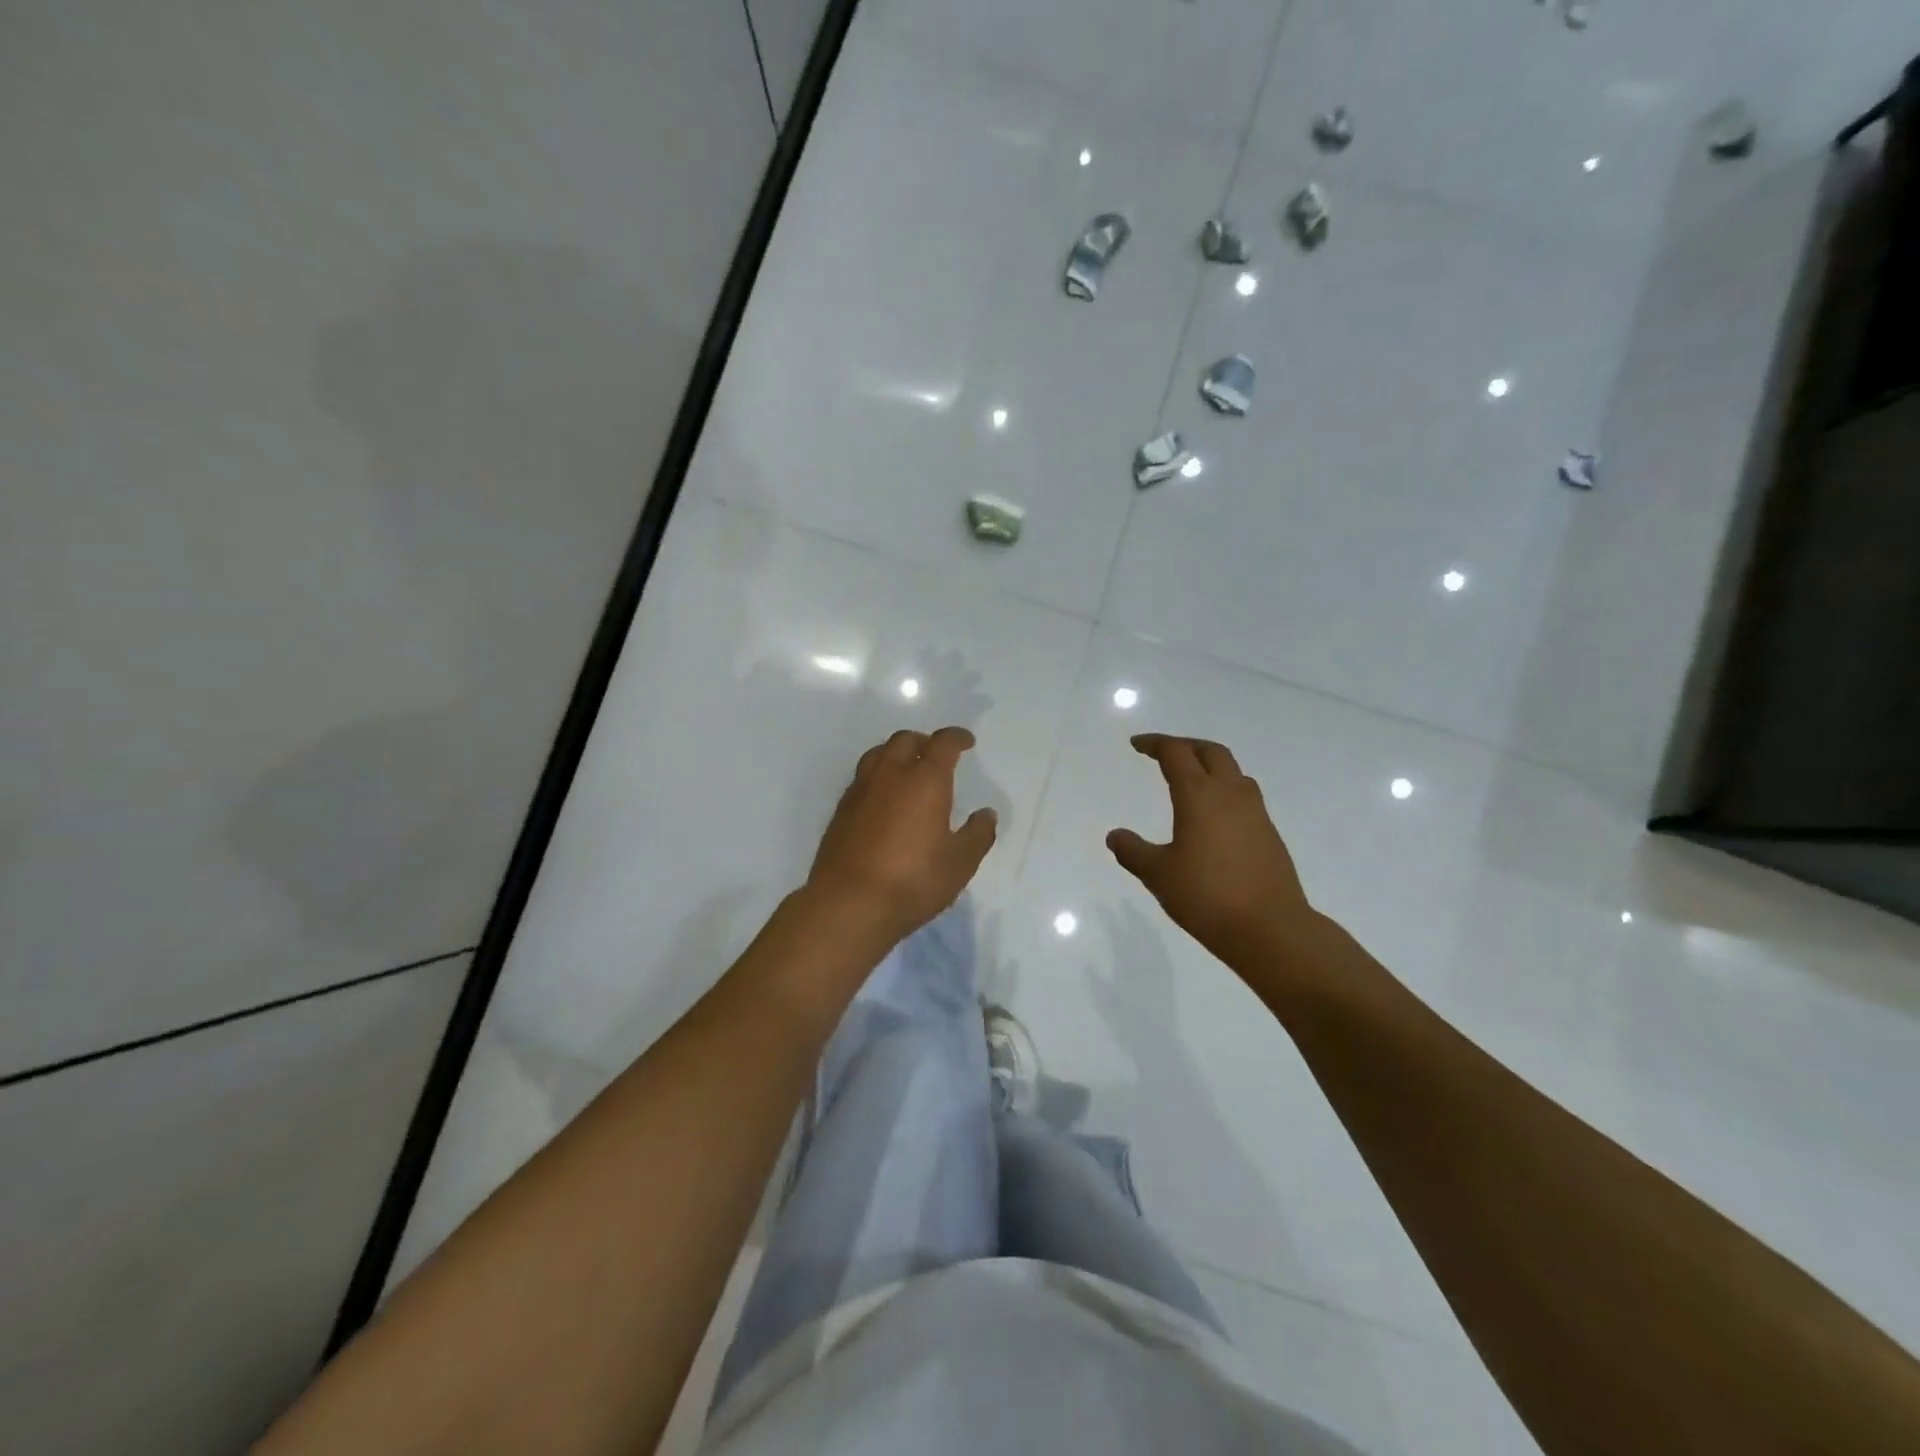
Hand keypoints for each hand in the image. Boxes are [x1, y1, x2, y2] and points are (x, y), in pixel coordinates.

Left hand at [806, 726, 997, 942]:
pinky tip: (883, 800)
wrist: (849, 903)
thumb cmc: (913, 879)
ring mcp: (860, 790)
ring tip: (907, 771)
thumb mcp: (960, 862)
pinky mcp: (840, 811)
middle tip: (936, 755)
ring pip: (877, 755)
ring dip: (895, 754)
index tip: (966, 742)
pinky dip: (878, 778)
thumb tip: (986, 814)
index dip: (956, 738)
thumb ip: (977, 834)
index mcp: (925, 779)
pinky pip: (862, 779)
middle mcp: (890, 775)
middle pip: (904, 740)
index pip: (942, 743)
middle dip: (923, 741)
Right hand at [1107, 734, 1321, 975]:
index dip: (1155, 744)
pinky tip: (1214, 816)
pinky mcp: (1269, 834)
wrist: (1271, 929)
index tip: (1137, 745)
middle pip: (1211, 752)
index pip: (1176, 753)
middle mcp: (1230, 795)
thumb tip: (1115, 836)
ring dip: (1210, 765)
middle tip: (1164, 752)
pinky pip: (1245, 796)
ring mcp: (1256, 814)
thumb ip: (1133, 851)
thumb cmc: (1207, 896)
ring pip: (1234, 772)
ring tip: (1192, 779)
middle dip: (1186, 746)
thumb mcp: (1158, 875)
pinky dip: (1225, 791)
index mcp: (1199, 796)